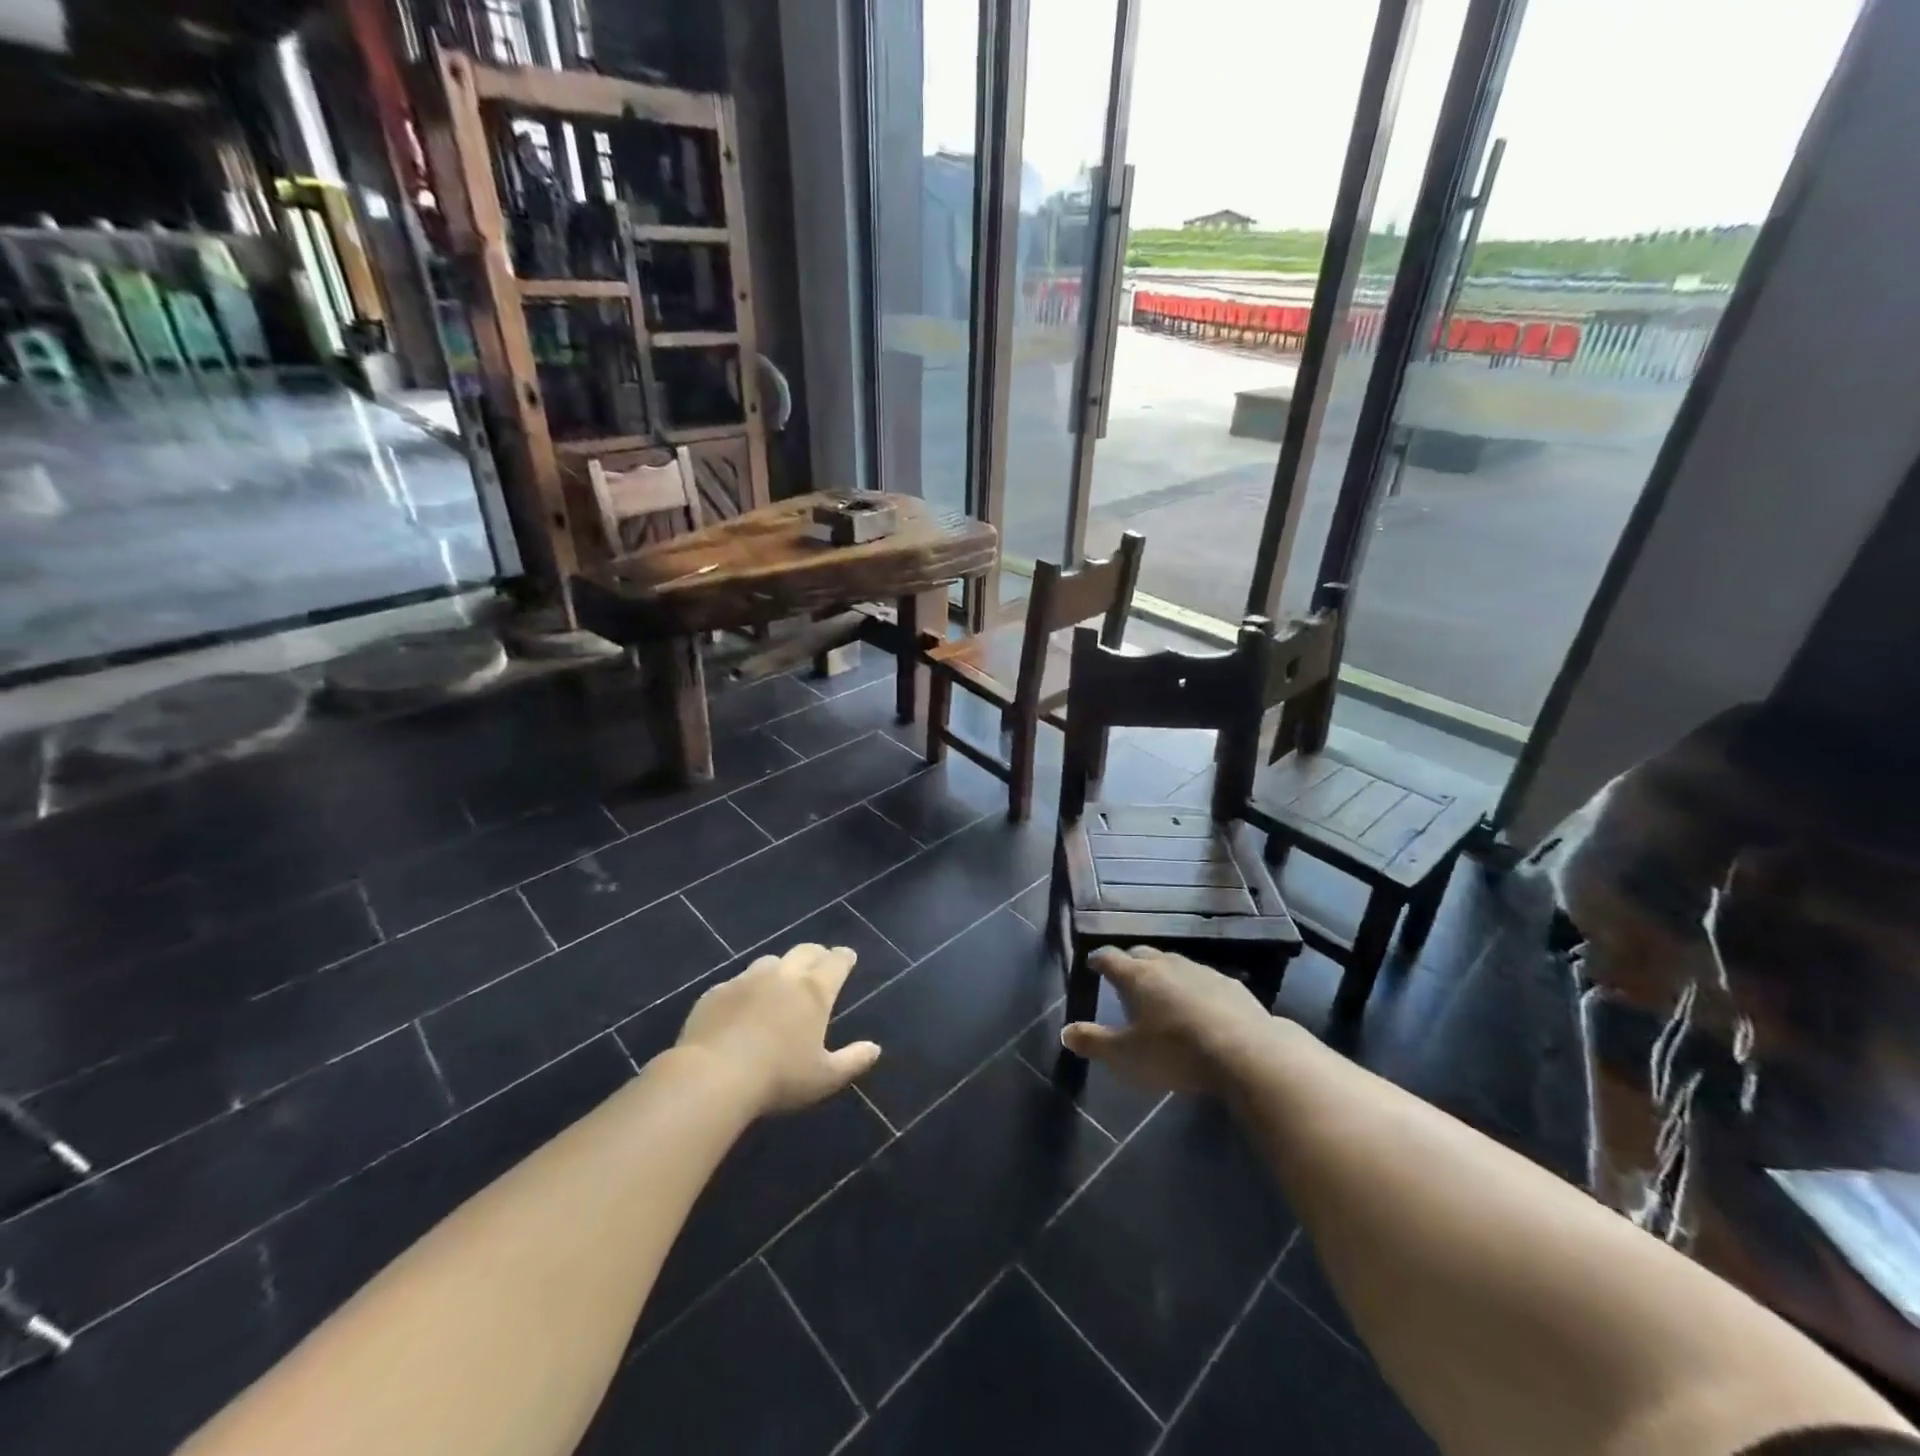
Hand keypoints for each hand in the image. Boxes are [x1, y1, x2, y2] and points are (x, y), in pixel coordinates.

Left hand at [675, 943, 881, 1114]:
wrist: (712, 1076)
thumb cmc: (778, 1077)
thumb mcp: (824, 1077)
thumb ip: (853, 1060)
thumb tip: (875, 1049)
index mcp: (814, 991)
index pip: (836, 962)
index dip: (844, 958)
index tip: (848, 957)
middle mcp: (783, 975)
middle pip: (805, 951)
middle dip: (817, 954)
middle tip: (820, 962)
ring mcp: (747, 979)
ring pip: (770, 961)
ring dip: (781, 967)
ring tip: (781, 982)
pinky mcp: (717, 991)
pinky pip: (738, 981)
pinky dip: (747, 988)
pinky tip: (743, 1005)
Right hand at [1061, 946, 1281, 1095]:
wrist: (1247, 1053)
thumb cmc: (1175, 1052)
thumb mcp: (1126, 1056)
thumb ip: (1094, 1042)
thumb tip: (1065, 1031)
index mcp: (1137, 976)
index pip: (1109, 958)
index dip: (1098, 960)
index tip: (1091, 964)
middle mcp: (1166, 964)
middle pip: (1141, 953)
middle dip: (1129, 961)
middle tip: (1123, 975)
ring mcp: (1201, 971)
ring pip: (1173, 963)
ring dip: (1162, 973)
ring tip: (1159, 991)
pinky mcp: (1230, 985)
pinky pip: (1202, 979)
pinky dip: (1192, 987)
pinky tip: (1198, 1005)